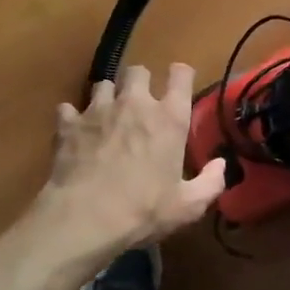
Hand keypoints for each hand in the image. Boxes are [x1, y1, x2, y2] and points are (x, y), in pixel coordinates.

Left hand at [34, 62, 226, 266]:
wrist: (84, 218)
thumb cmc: (143, 210)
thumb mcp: (188, 206)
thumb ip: (211, 182)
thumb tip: (222, 165)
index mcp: (169, 118)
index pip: (181, 75)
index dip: (181, 75)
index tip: (179, 84)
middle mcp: (135, 103)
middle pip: (138, 71)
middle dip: (140, 82)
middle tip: (140, 104)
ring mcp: (98, 110)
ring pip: (103, 84)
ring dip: (108, 96)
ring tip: (108, 116)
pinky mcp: (68, 124)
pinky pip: (68, 108)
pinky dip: (73, 117)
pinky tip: (75, 132)